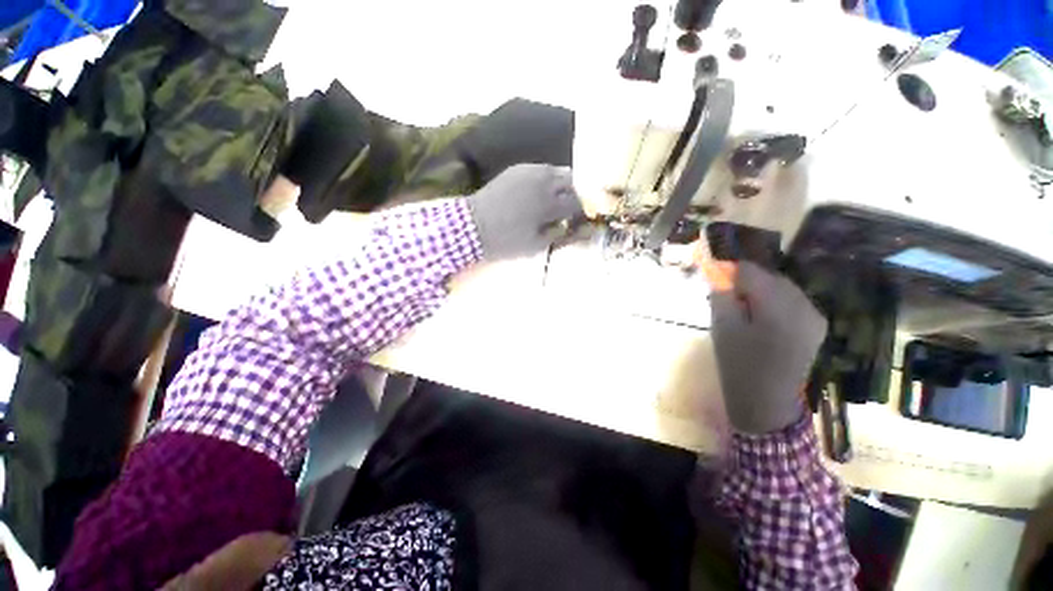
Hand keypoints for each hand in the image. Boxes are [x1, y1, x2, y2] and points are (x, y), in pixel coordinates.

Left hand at [466, 164, 585, 259]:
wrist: (472, 225)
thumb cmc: (505, 241)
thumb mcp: (536, 245)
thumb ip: (560, 235)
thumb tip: (576, 227)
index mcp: (549, 203)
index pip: (578, 203)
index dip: (582, 212)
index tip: (579, 220)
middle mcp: (544, 181)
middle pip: (572, 182)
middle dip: (575, 195)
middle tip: (569, 209)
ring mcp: (530, 171)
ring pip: (558, 171)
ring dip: (563, 185)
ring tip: (556, 199)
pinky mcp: (518, 168)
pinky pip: (541, 168)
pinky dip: (547, 179)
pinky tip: (540, 191)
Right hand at [709, 261, 827, 433]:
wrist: (767, 402)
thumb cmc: (738, 365)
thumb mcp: (722, 328)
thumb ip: (721, 296)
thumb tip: (719, 274)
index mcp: (778, 307)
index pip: (751, 271)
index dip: (729, 271)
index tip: (714, 279)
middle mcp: (803, 305)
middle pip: (769, 277)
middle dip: (746, 282)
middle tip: (727, 299)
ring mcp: (815, 316)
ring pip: (782, 288)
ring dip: (760, 292)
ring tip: (744, 311)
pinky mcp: (818, 325)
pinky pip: (793, 301)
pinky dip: (775, 303)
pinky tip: (763, 320)